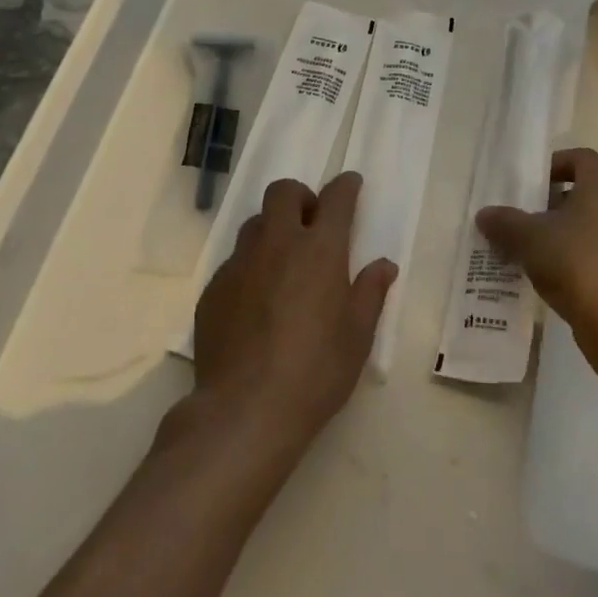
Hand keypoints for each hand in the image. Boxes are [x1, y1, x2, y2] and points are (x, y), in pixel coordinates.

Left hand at [190, 172, 395, 461]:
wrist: (244, 411)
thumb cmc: (315, 372)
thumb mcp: (357, 336)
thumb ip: (370, 292)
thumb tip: (384, 265)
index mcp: (320, 249)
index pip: (336, 198)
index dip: (346, 186)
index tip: (351, 184)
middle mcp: (278, 244)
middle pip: (284, 192)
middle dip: (301, 197)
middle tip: (311, 223)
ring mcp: (240, 263)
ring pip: (255, 223)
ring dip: (272, 229)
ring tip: (283, 262)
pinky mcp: (213, 288)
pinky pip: (234, 261)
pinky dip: (250, 266)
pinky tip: (255, 302)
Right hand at [475, 147, 597, 332]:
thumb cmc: (577, 262)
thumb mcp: (530, 239)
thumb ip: (505, 223)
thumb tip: (484, 215)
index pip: (582, 158)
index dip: (556, 165)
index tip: (532, 185)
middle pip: (590, 193)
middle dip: (557, 205)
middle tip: (528, 221)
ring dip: (571, 235)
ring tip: (539, 255)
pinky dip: (586, 262)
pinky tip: (561, 282)